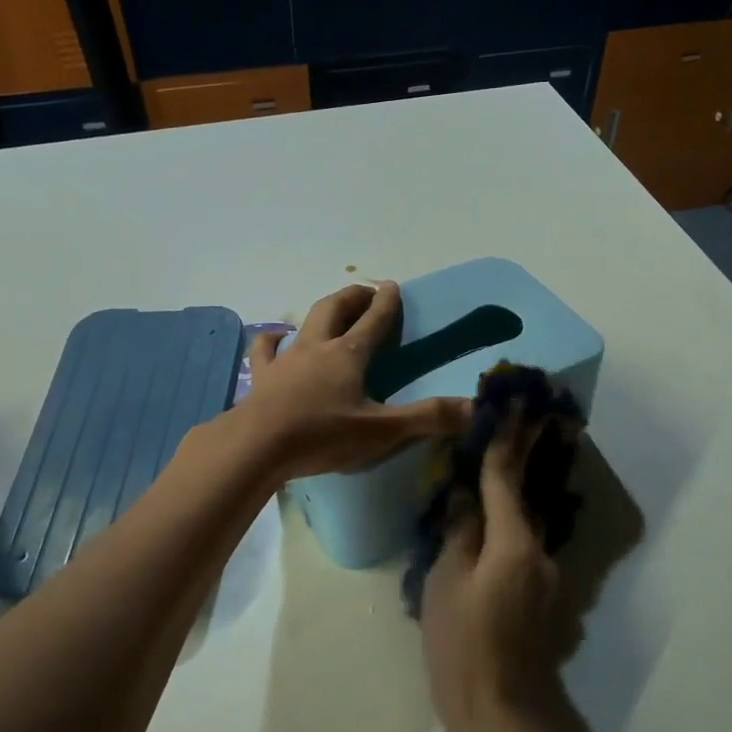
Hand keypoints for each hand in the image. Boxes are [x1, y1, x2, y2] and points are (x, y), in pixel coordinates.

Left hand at [240, 282, 469, 481]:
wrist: (257, 446)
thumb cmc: (322, 435)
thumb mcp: (382, 431)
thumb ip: (428, 418)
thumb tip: (475, 408)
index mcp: (348, 355)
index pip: (374, 321)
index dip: (387, 303)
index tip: (393, 285)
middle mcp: (317, 348)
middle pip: (336, 309)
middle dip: (353, 297)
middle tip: (366, 292)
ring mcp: (285, 361)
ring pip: (304, 324)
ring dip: (320, 313)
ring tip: (328, 312)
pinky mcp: (262, 379)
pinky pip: (265, 351)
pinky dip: (272, 341)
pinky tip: (274, 339)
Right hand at [422, 412, 560, 731]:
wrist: (499, 714)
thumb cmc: (461, 645)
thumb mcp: (445, 583)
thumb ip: (459, 533)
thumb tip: (466, 497)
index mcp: (514, 543)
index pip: (506, 479)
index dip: (506, 440)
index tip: (514, 405)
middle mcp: (541, 553)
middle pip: (526, 496)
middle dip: (524, 457)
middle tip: (529, 418)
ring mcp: (548, 578)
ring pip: (526, 526)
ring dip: (515, 498)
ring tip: (498, 473)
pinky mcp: (545, 600)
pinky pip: (525, 551)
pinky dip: (512, 532)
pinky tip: (492, 535)